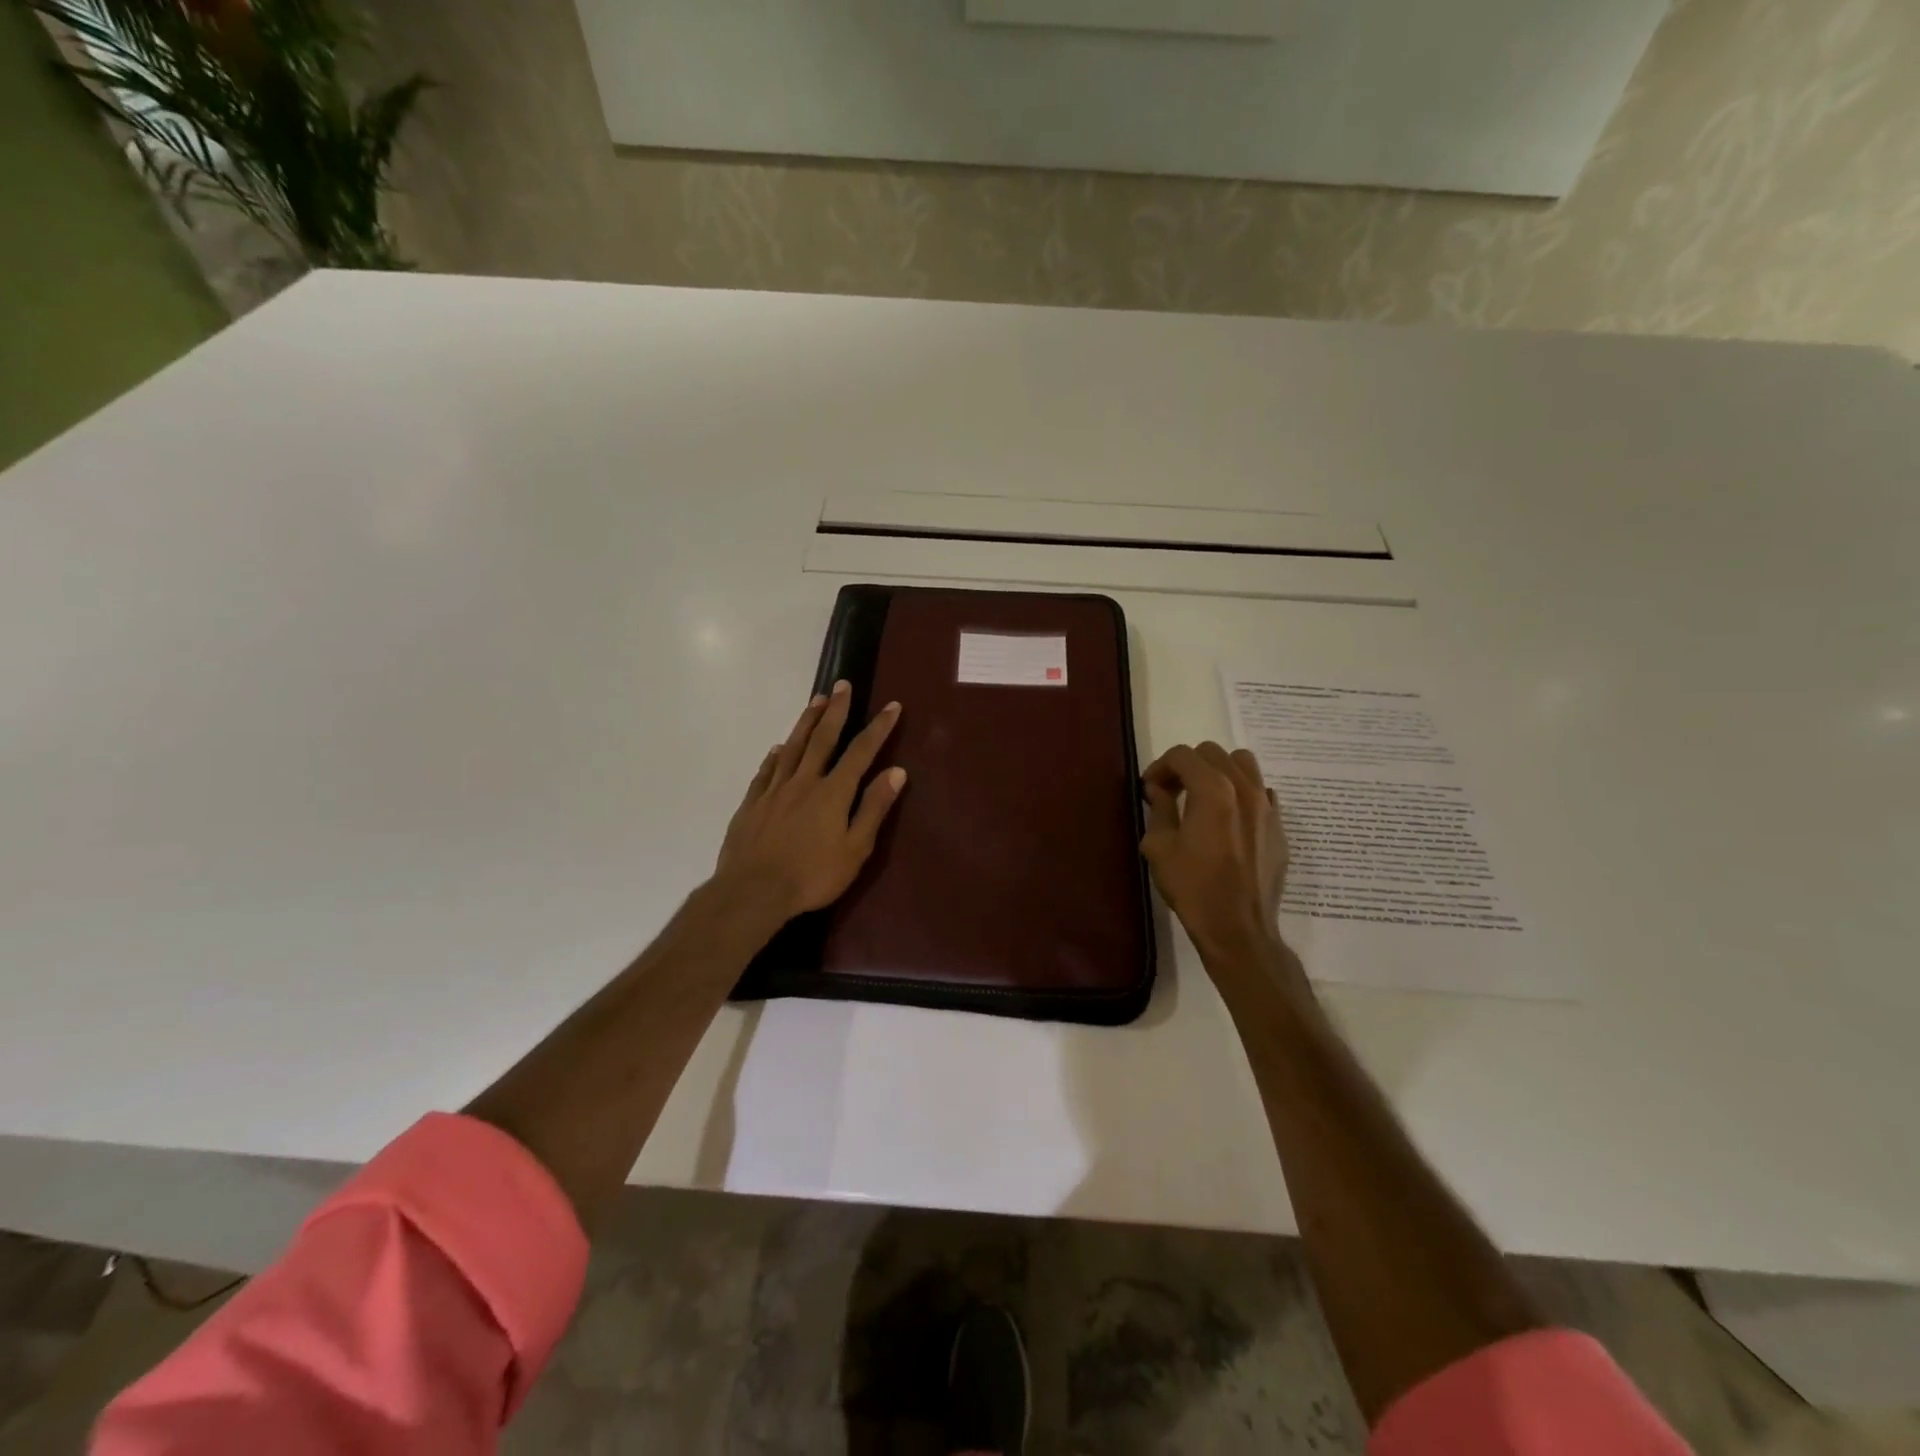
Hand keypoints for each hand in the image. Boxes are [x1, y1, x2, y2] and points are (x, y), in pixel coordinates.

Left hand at [713, 681, 906, 926]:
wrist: (753, 892)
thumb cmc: (812, 876)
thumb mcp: (855, 849)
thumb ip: (873, 808)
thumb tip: (896, 771)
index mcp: (832, 792)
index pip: (860, 752)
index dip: (878, 728)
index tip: (891, 706)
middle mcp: (803, 782)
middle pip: (822, 739)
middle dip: (835, 710)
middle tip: (841, 685)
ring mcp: (774, 791)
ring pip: (792, 747)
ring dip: (805, 722)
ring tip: (815, 701)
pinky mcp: (752, 804)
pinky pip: (765, 771)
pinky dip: (774, 756)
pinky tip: (777, 748)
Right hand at [1140, 742, 1288, 964]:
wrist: (1238, 928)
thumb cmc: (1193, 887)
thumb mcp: (1160, 847)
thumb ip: (1159, 809)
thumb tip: (1158, 790)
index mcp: (1212, 790)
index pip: (1182, 755)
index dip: (1160, 766)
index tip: (1150, 788)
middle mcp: (1244, 789)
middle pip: (1213, 753)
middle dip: (1187, 766)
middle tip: (1171, 791)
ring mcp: (1267, 806)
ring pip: (1243, 764)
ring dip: (1218, 771)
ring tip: (1203, 796)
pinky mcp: (1279, 826)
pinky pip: (1261, 792)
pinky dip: (1242, 793)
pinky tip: (1229, 818)